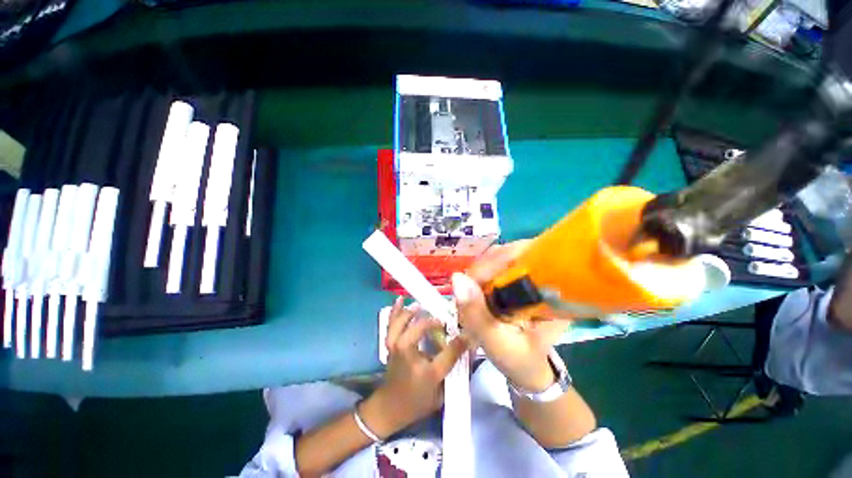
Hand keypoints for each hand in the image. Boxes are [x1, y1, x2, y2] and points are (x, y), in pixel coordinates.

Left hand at [359, 297, 468, 438]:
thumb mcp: (441, 393)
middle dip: (433, 321)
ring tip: (422, 306)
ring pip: (402, 322)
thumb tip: (469, 347)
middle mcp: (408, 355)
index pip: (447, 353)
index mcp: (425, 372)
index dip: (460, 342)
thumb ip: (455, 369)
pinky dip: (395, 311)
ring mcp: (395, 347)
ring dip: (413, 312)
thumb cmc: (417, 402)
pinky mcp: (390, 343)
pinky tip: (400, 299)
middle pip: (420, 329)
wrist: (389, 409)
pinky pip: (391, 323)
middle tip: (443, 320)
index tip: (469, 333)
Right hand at [452, 241, 572, 391]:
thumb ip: (477, 313)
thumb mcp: (497, 343)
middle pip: (512, 252)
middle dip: (485, 268)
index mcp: (555, 291)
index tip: (472, 282)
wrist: (530, 368)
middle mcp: (548, 276)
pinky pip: (499, 264)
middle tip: (468, 290)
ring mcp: (534, 275)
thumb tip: (456, 278)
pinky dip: (483, 273)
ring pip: (503, 256)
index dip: (495, 263)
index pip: (526, 256)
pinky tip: (477, 289)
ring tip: (472, 292)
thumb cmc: (519, 360)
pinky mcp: (521, 277)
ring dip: (482, 270)